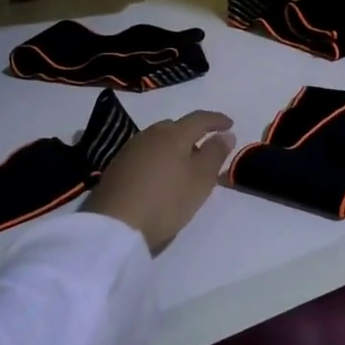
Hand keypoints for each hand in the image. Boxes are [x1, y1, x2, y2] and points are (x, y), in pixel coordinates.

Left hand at [84, 111, 235, 253]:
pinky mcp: (117, 167)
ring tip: (185, 165)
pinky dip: (159, 158)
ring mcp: (130, 149)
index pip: (199, 118)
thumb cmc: (166, 201)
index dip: (217, 120)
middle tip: (207, 150)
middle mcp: (150, 134)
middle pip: (176, 127)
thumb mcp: (200, 180)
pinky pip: (146, 153)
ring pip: (159, 140)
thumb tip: (226, 134)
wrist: (113, 226)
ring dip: (175, 147)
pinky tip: (161, 176)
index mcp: (174, 134)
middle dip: (194, 133)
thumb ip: (215, 154)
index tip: (230, 125)